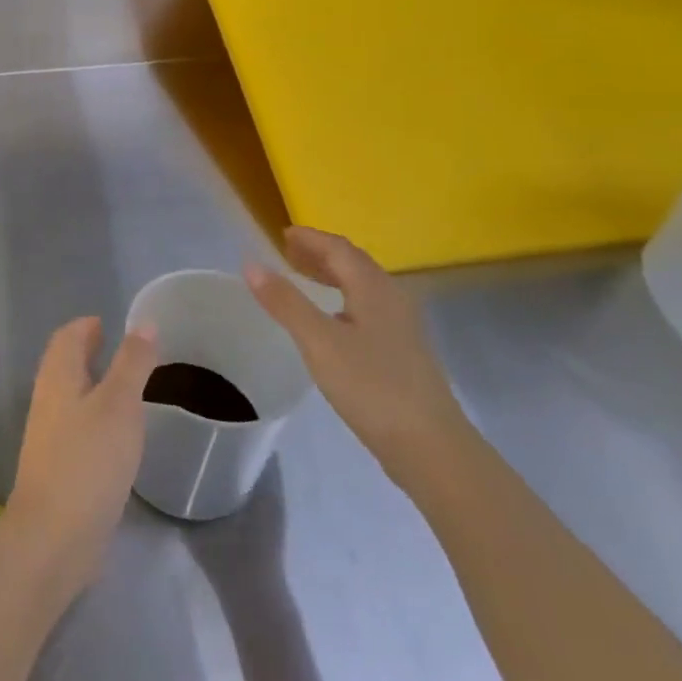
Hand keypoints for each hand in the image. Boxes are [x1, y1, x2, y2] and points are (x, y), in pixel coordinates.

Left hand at [2, 316, 158, 600]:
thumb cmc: (88, 460)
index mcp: (58, 377)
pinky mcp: (58, 468)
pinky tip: (118, 436)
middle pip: (66, 364)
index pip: (67, 337)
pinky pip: (77, 428)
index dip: (87, 326)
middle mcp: (48, 400)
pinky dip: (96, 418)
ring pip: (71, 397)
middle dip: (89, 353)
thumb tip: (143, 323)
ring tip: (127, 389)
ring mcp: (50, 437)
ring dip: (94, 386)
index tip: (111, 324)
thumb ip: (133, 363)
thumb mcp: (120, 404)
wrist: (54, 537)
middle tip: (124, 352)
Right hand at [245, 227, 469, 482]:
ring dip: (332, 275)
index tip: (282, 234)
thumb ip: (285, 302)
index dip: (311, 238)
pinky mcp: (403, 351)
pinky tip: (331, 320)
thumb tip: (251, 264)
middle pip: (354, 264)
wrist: (430, 446)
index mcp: (373, 288)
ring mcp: (401, 327)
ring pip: (363, 287)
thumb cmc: (371, 387)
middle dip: (320, 253)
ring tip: (303, 278)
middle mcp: (392, 299)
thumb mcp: (319, 342)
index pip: (339, 249)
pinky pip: (367, 308)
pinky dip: (342, 299)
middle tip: (288, 252)